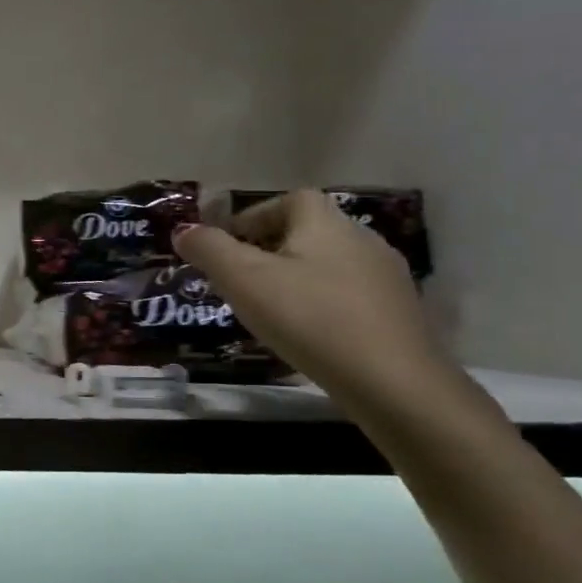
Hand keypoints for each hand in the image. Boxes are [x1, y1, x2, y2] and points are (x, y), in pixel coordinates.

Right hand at [173, 189, 454, 409]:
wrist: (393, 382)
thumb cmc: (310, 318)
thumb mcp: (243, 280)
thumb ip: (209, 250)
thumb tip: (184, 231)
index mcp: (326, 224)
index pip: (290, 200)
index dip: (255, 216)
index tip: (228, 245)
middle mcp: (362, 240)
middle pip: (309, 231)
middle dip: (270, 248)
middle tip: (239, 279)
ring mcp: (386, 278)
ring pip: (328, 264)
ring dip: (295, 276)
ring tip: (268, 308)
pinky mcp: (398, 313)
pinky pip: (348, 294)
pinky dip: (321, 302)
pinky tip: (306, 331)